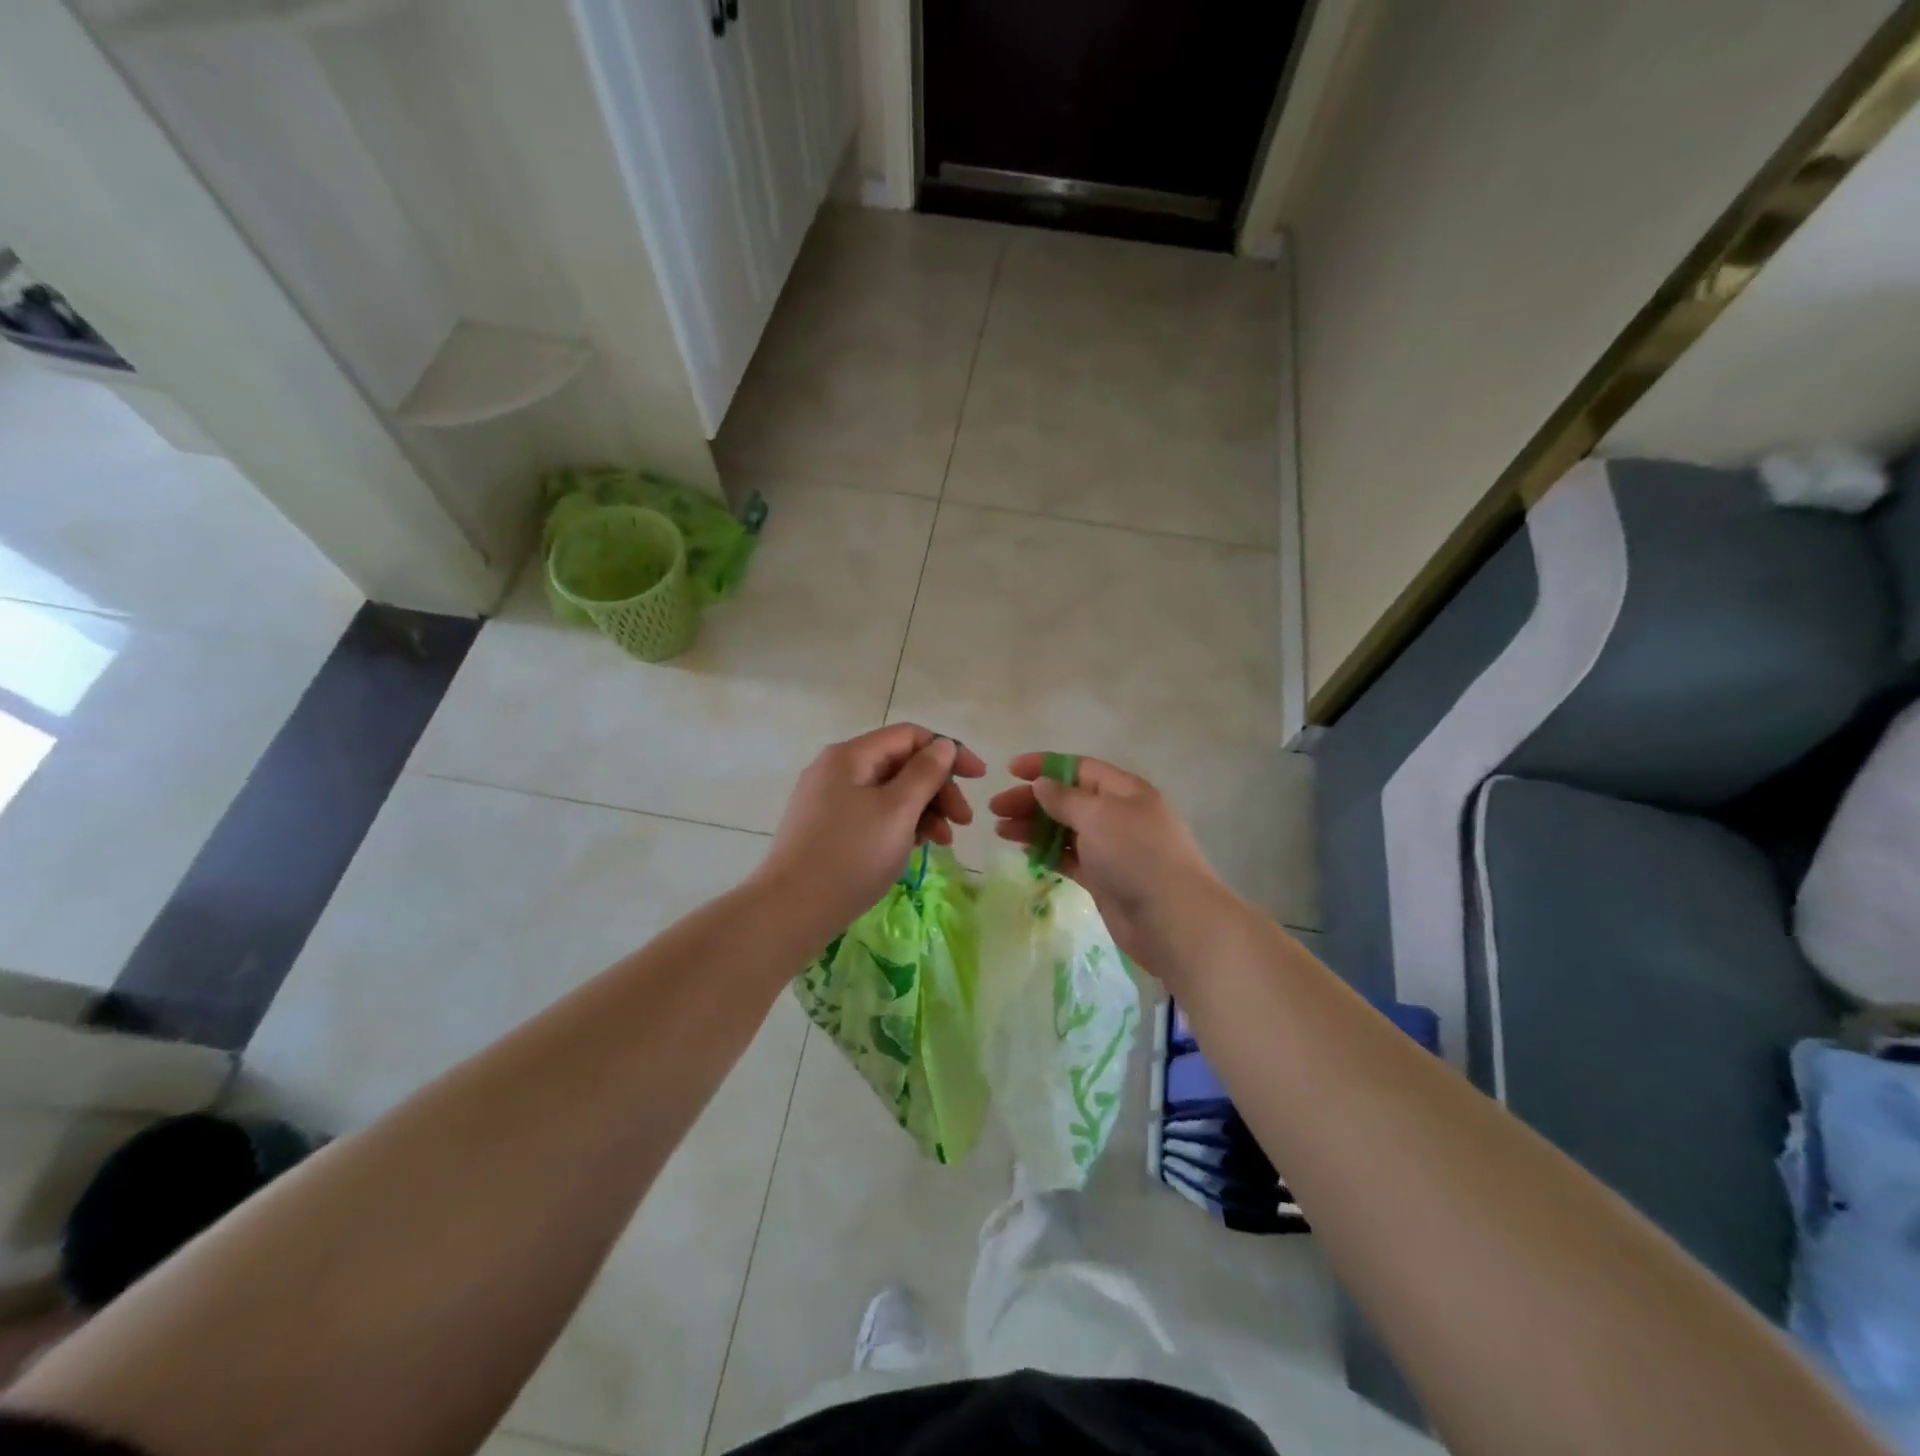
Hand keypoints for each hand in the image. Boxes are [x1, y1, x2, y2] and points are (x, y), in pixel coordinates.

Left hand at [755, 724, 985, 941]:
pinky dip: (899, 825)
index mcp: (851, 756)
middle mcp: (837, 769)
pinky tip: (915, 848)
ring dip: (923, 810)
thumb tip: (943, 745)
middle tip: (964, 822)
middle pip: (900, 764)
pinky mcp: (826, 828)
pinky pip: (873, 814)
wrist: (789, 911)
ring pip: (888, 792)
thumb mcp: (897, 811)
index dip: (949, 751)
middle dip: (938, 788)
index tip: (979, 778)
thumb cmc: (850, 856)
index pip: (910, 736)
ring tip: (942, 841)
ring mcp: (828, 799)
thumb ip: (925, 773)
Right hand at [990, 753, 1224, 967]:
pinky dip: (1047, 852)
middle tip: (996, 809)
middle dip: (1032, 800)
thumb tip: (1042, 783)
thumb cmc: (1136, 855)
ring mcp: (1112, 848)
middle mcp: (1118, 814)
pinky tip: (1025, 851)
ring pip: (1065, 829)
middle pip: (1068, 799)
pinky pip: (1069, 857)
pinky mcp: (1104, 878)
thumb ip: (1065, 798)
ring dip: (1034, 826)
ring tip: (1001, 831)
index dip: (1044, 766)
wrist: (1172, 919)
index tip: (1010, 771)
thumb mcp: (1098, 816)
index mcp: (1124, 790)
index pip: (1078, 768)